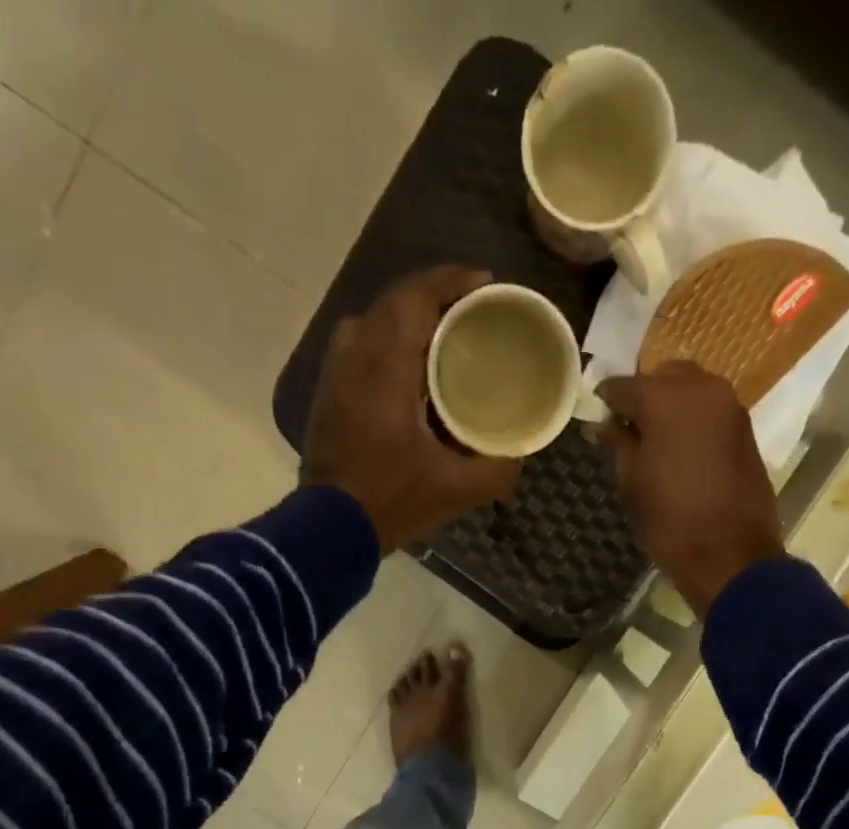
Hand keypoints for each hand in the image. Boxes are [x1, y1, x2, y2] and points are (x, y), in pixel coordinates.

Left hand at [301, 265, 521, 553]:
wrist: (329, 529)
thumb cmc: (391, 500)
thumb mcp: (456, 490)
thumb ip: (497, 468)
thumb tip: (520, 454)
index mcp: (386, 365)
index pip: (416, 295)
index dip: (451, 280)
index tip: (485, 282)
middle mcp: (355, 354)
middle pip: (395, 303)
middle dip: (435, 298)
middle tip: (471, 314)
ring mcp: (335, 374)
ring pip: (374, 324)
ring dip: (408, 322)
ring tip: (443, 340)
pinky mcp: (328, 395)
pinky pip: (361, 350)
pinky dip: (389, 347)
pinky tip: (411, 374)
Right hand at [596, 362, 786, 614]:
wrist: (731, 555)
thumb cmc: (670, 522)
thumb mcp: (632, 483)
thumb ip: (616, 445)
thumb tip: (601, 425)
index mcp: (664, 397)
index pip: (623, 385)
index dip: (606, 402)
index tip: (597, 418)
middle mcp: (700, 387)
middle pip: (662, 376)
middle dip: (643, 396)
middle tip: (628, 429)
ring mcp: (729, 405)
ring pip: (691, 388)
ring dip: (671, 405)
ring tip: (655, 440)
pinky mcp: (745, 427)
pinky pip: (710, 408)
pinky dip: (693, 419)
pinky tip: (681, 447)